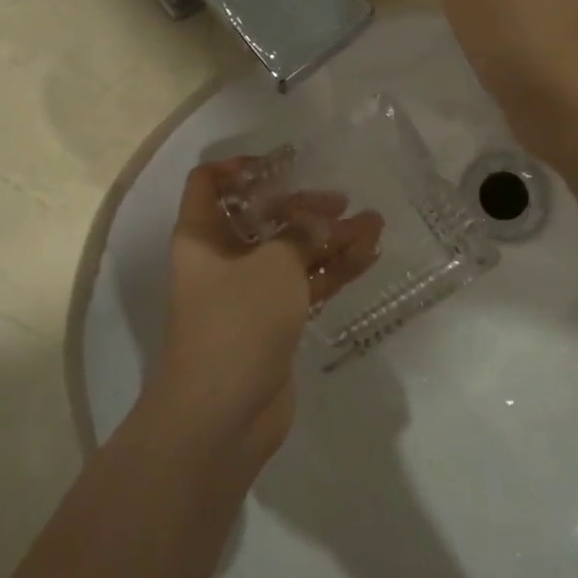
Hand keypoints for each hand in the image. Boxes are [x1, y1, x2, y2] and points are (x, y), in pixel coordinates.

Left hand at [152, 161, 381, 462]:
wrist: (223, 414)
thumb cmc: (238, 320)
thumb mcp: (274, 263)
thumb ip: (301, 232)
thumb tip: (321, 220)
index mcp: (203, 235)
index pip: (209, 183)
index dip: (239, 166)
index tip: (283, 163)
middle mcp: (222, 259)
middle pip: (262, 218)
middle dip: (304, 207)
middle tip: (342, 201)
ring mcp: (248, 293)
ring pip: (291, 254)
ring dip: (330, 239)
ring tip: (375, 224)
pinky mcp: (272, 323)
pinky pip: (304, 286)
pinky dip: (333, 271)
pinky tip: (369, 256)